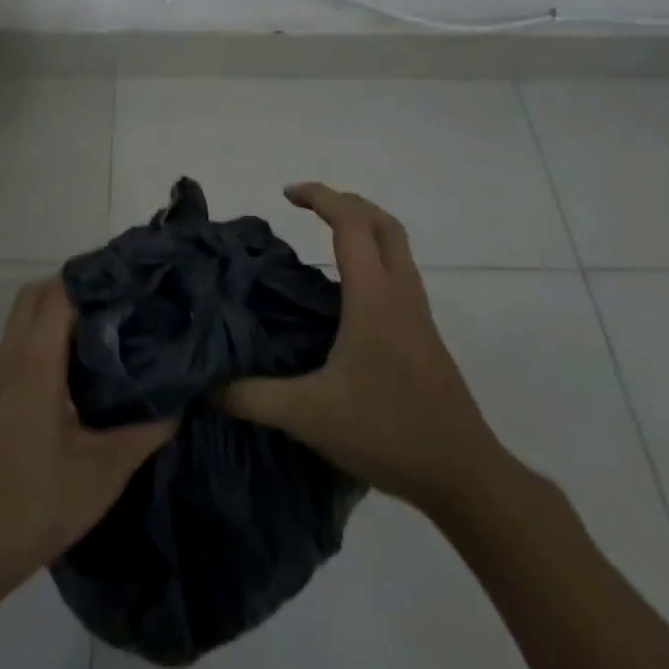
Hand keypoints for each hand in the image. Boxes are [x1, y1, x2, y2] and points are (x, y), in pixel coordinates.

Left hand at [0, 278, 174, 595]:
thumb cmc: (33, 506)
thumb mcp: (101, 474)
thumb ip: (144, 433)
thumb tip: (180, 402)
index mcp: (33, 366)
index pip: (57, 294)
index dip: (92, 280)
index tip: (130, 283)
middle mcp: (9, 360)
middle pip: (35, 296)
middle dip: (75, 288)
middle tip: (119, 303)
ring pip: (23, 321)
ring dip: (58, 313)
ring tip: (106, 330)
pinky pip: (18, 347)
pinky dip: (45, 339)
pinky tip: (76, 371)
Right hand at [222, 183, 505, 511]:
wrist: (463, 474)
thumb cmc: (387, 431)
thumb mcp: (309, 416)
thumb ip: (252, 397)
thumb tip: (205, 384)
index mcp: (373, 297)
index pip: (351, 223)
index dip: (320, 197)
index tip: (286, 194)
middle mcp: (400, 293)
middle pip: (382, 222)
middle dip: (346, 202)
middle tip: (307, 207)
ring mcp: (417, 313)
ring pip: (396, 246)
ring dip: (364, 227)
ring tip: (325, 238)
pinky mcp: (424, 334)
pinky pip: (399, 273)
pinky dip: (373, 258)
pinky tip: (346, 294)